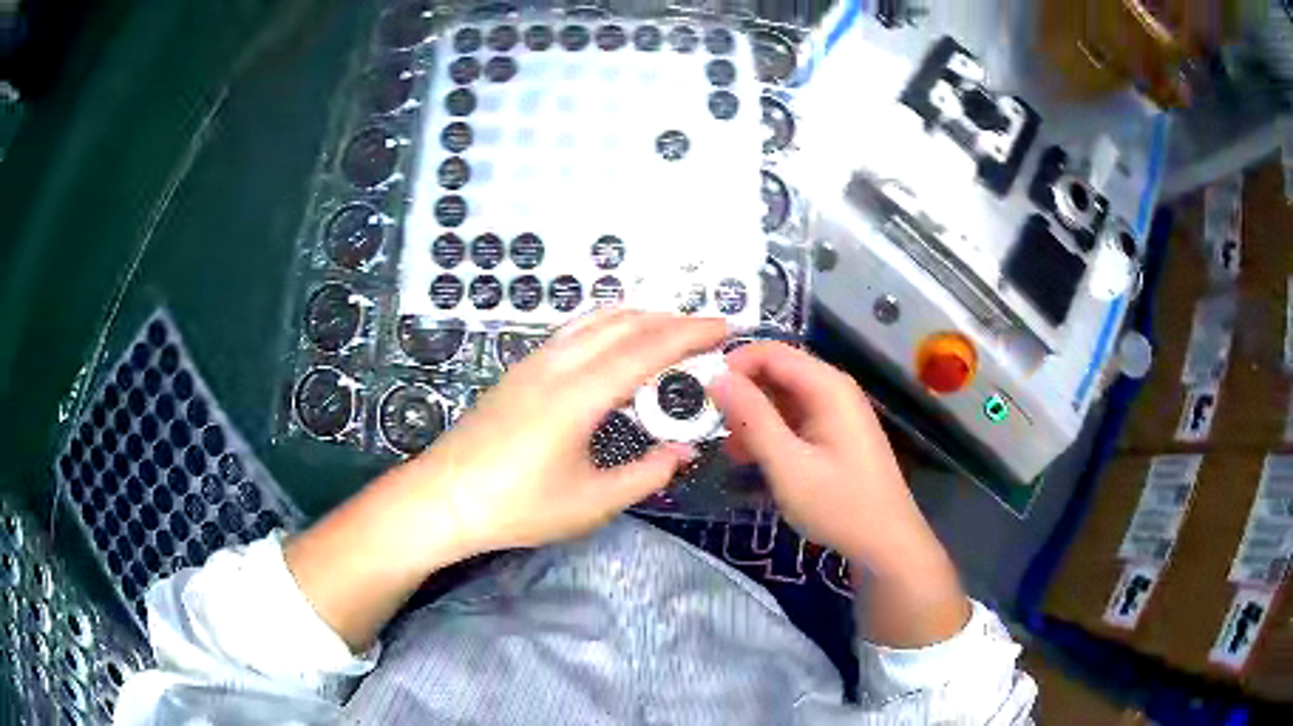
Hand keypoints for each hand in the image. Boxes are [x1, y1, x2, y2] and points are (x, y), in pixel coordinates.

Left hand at [287, 310, 727, 649]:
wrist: (443, 497)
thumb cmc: (517, 506)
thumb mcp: (590, 502)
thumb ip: (644, 474)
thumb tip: (681, 453)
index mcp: (580, 395)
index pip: (646, 350)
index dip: (689, 334)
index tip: (723, 327)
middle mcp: (558, 365)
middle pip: (623, 324)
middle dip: (669, 321)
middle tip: (703, 332)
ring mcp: (533, 363)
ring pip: (594, 321)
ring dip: (637, 319)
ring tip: (667, 331)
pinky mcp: (518, 371)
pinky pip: (574, 332)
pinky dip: (607, 326)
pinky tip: (613, 345)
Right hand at [709, 341, 920, 564]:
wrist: (885, 542)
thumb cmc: (839, 505)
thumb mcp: (788, 465)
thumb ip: (752, 419)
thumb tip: (716, 378)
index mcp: (827, 386)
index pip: (771, 353)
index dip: (733, 366)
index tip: (702, 395)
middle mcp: (834, 389)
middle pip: (777, 372)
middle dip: (742, 393)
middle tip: (712, 427)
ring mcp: (837, 412)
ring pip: (783, 397)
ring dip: (753, 417)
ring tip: (730, 450)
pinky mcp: (835, 433)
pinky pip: (795, 418)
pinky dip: (771, 432)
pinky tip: (752, 458)